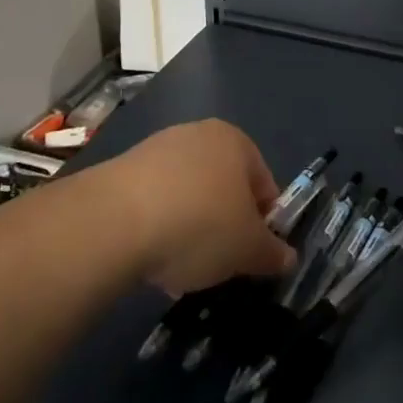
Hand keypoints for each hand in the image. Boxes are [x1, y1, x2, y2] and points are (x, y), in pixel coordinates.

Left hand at [93, 119, 295, 294]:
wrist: (113, 223)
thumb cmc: (200, 224)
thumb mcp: (248, 249)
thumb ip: (272, 253)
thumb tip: (288, 258)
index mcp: (236, 141)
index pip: (263, 184)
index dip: (263, 224)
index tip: (252, 255)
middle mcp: (198, 134)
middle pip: (222, 187)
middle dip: (223, 226)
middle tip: (217, 262)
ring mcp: (156, 149)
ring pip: (186, 196)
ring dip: (188, 229)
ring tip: (177, 268)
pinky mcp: (120, 170)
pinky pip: (152, 203)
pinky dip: (156, 228)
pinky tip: (148, 259)